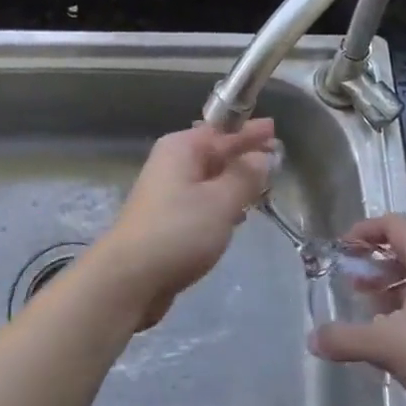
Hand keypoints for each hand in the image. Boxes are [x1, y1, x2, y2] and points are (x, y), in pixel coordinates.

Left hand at [92, 120, 276, 328]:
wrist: (130, 278)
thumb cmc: (179, 231)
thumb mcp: (221, 201)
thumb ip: (245, 177)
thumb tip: (261, 157)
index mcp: (182, 149)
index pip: (222, 131)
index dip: (248, 131)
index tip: (273, 128)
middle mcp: (172, 164)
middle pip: (215, 152)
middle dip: (243, 155)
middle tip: (275, 155)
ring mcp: (168, 192)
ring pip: (209, 178)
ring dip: (234, 180)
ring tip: (263, 185)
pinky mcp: (168, 219)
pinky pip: (202, 200)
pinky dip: (222, 202)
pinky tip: (239, 214)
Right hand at [309, 214, 405, 405]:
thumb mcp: (387, 346)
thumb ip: (347, 339)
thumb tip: (312, 339)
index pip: (393, 225)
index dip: (364, 230)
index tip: (342, 249)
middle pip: (405, 250)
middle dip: (373, 264)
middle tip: (350, 284)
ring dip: (389, 288)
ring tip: (369, 313)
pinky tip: (397, 338)